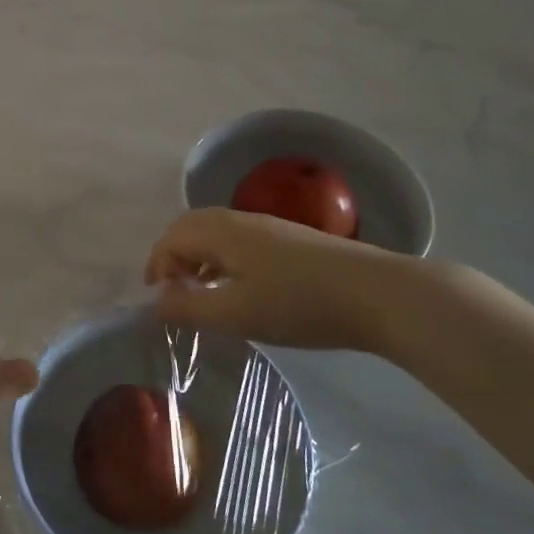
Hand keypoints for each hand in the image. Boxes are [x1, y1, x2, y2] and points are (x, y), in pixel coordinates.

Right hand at [144, 207, 424, 352]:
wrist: (377, 294)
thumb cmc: (297, 303)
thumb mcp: (234, 313)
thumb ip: (189, 307)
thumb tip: (156, 302)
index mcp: (221, 231)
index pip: (172, 237)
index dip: (157, 265)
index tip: (158, 299)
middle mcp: (241, 220)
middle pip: (192, 227)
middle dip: (174, 256)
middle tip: (174, 292)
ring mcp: (270, 228)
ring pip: (219, 234)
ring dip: (200, 258)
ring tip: (204, 293)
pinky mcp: (293, 241)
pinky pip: (241, 242)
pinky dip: (225, 261)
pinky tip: (242, 289)